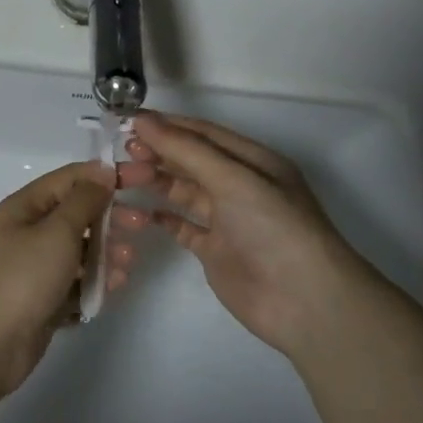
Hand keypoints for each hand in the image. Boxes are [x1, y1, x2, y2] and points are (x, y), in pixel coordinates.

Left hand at [0, 162, 142, 391]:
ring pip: (80, 250)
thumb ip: (84, 200)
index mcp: (26, 207)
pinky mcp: (43, 298)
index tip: (145, 178)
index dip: (108, 175)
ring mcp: (35, 267)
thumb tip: (101, 171)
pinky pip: (76, 281)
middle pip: (78, 214)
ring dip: (106, 252)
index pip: (71, 179)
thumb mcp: (57, 231)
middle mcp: (29, 232)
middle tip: (142, 225)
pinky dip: (95, 281)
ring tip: (126, 264)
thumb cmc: (22, 277)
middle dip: (111, 217)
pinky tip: (112, 287)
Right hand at [121, 113, 370, 362]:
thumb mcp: (233, 179)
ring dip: (155, 182)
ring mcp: (227, 219)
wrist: (303, 300)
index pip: (202, 134)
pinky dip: (162, 217)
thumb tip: (142, 121)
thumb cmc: (273, 227)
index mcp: (252, 160)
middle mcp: (239, 185)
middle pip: (190, 161)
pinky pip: (182, 227)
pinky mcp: (215, 251)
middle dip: (156, 153)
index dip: (166, 126)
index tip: (126, 123)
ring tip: (121, 179)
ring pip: (184, 192)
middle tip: (119, 154)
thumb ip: (186, 150)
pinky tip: (138, 212)